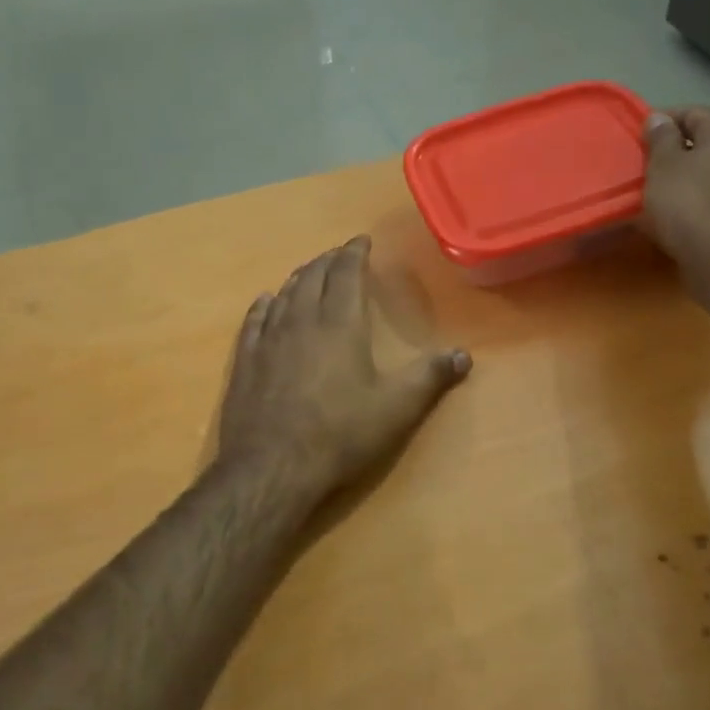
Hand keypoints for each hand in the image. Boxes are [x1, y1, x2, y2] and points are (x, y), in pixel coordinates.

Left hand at [216, 236, 471, 510]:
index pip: (346, 274)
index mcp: (340, 324)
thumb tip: (464, 355)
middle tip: (339, 254)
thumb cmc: (340, 434)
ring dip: (299, 278)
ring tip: (309, 272)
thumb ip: (430, 378)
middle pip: (313, 277)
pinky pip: (254, 320)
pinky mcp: (245, 361)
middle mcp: (302, 321)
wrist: (272, 468)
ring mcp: (269, 339)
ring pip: (284, 294)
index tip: (361, 241)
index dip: (354, 254)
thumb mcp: (396, 409)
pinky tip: (266, 301)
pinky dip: (264, 304)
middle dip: (328, 261)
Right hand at [639, 106, 709, 258]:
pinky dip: (702, 204)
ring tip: (662, 196)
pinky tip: (682, 218)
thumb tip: (660, 119)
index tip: (639, 139)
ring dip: (691, 181)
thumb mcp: (663, 164)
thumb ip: (661, 138)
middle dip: (679, 154)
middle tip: (648, 168)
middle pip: (708, 145)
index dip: (663, 122)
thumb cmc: (688, 201)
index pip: (693, 113)